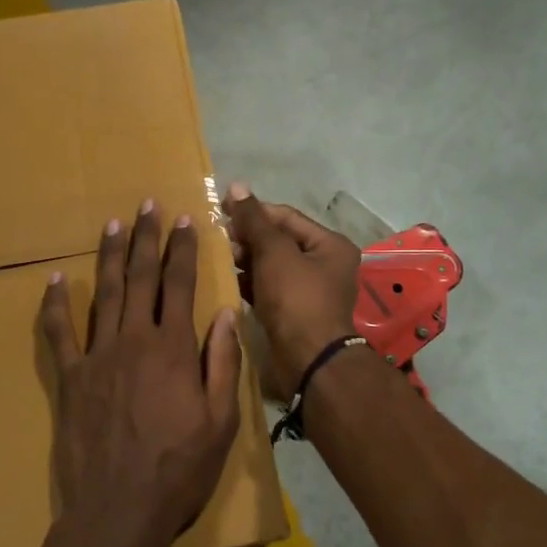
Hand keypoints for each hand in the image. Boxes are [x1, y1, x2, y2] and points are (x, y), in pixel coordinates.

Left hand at [39, 202, 242, 546]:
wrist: (119, 512)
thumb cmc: (180, 470)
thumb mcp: (221, 421)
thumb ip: (222, 363)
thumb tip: (224, 314)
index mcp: (174, 349)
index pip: (180, 285)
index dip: (182, 250)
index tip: (184, 220)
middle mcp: (134, 341)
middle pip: (141, 279)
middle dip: (146, 239)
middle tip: (148, 205)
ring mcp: (97, 357)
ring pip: (105, 295)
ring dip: (110, 257)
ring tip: (113, 225)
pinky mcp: (70, 379)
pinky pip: (59, 334)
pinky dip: (55, 305)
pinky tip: (55, 280)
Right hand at [223, 183, 360, 394]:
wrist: (308, 360)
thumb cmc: (296, 299)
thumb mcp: (274, 253)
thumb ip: (254, 220)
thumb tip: (237, 186)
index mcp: (330, 244)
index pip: (286, 217)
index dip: (254, 211)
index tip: (221, 208)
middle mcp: (324, 264)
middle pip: (279, 241)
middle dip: (248, 238)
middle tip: (216, 237)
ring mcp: (309, 291)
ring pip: (272, 266)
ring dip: (246, 260)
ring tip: (216, 257)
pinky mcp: (293, 312)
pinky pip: (269, 288)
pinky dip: (249, 283)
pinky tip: (226, 280)